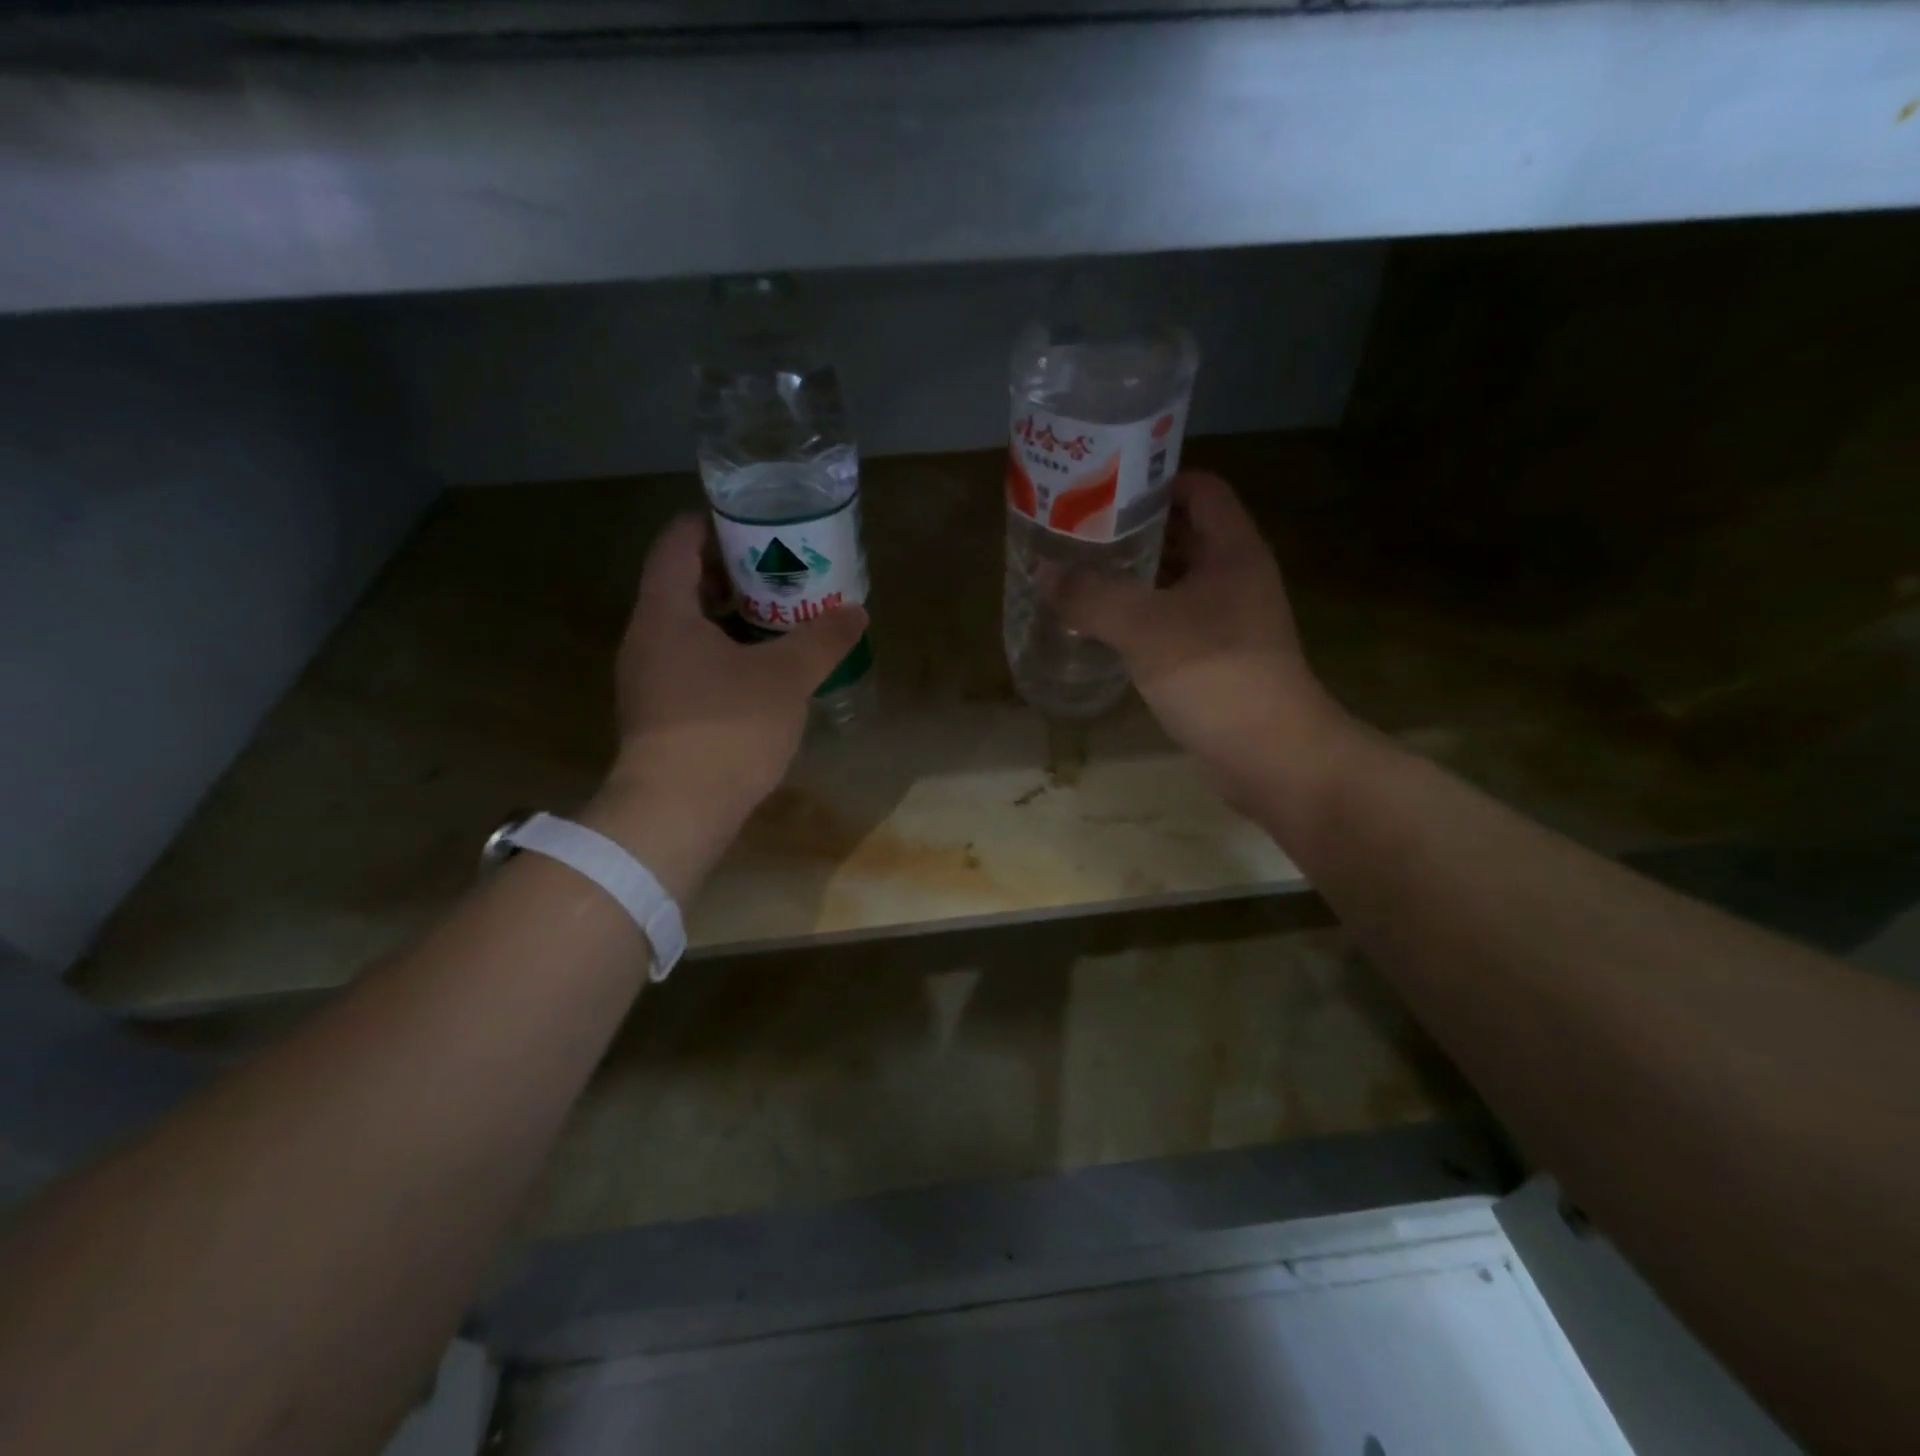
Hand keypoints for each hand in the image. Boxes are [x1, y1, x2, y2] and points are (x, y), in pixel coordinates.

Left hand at [582, 513, 867, 898]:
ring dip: (731, 616)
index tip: (754, 521)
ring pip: (690, 628)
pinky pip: (692, 663)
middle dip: (732, 572)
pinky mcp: (661, 713)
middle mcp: (647, 638)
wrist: (676, 810)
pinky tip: (763, 668)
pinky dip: (725, 653)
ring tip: (781, 615)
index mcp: (665, 613)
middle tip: (781, 567)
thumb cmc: (727, 727)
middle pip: (683, 584)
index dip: (712, 523)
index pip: (677, 543)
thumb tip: (857, 612)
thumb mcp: (786, 677)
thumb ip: (822, 639)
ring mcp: (649, 678)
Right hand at [1050, 470, 1345, 802]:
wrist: (1273, 757)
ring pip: (1175, 580)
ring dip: (1132, 576)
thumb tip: (1044, 572)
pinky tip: (1103, 627)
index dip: (1152, 481)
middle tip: (1076, 534)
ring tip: (1079, 575)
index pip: (1197, 488)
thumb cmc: (1217, 676)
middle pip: (1182, 533)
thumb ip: (1092, 596)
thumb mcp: (1146, 629)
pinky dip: (1140, 616)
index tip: (1100, 490)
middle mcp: (1235, 575)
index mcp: (1232, 550)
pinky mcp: (1216, 656)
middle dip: (1131, 530)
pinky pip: (1172, 620)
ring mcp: (1228, 619)